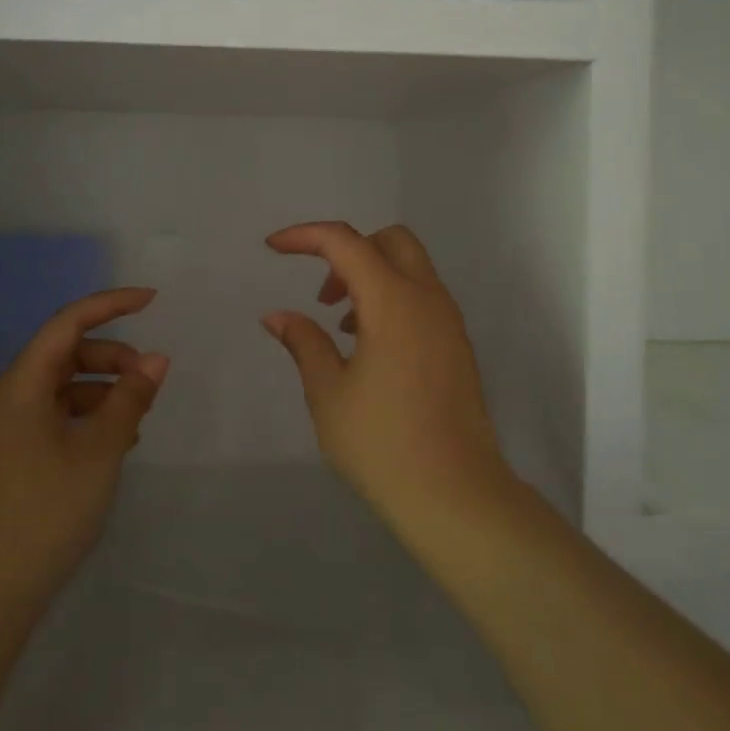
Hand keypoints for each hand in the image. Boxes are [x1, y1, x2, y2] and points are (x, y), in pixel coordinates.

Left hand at [0, 287, 168, 613]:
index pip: (69, 322)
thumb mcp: (100, 451)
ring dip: (106, 389)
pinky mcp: (20, 451)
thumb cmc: (48, 511)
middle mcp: (14, 395)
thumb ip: (130, 399)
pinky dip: (92, 414)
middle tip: (151, 381)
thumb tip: (157, 359)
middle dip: (114, 357)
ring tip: (139, 417)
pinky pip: (61, 413)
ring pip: (68, 384)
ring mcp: (14, 425)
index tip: (153, 300)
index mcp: (23, 384)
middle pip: (69, 352)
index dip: (111, 304)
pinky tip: (118, 442)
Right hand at [260, 223, 515, 530]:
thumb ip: (304, 342)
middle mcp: (428, 299)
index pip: (345, 242)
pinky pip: (423, 297)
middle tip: (323, 295)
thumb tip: (277, 316)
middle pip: (390, 240)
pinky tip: (369, 347)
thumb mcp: (328, 392)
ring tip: (341, 327)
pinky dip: (392, 299)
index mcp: (393, 301)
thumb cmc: (382, 442)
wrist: (455, 494)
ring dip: (371, 277)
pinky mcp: (457, 346)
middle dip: (348, 251)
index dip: (305, 236)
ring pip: (410, 268)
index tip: (272, 247)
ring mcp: (449, 322)